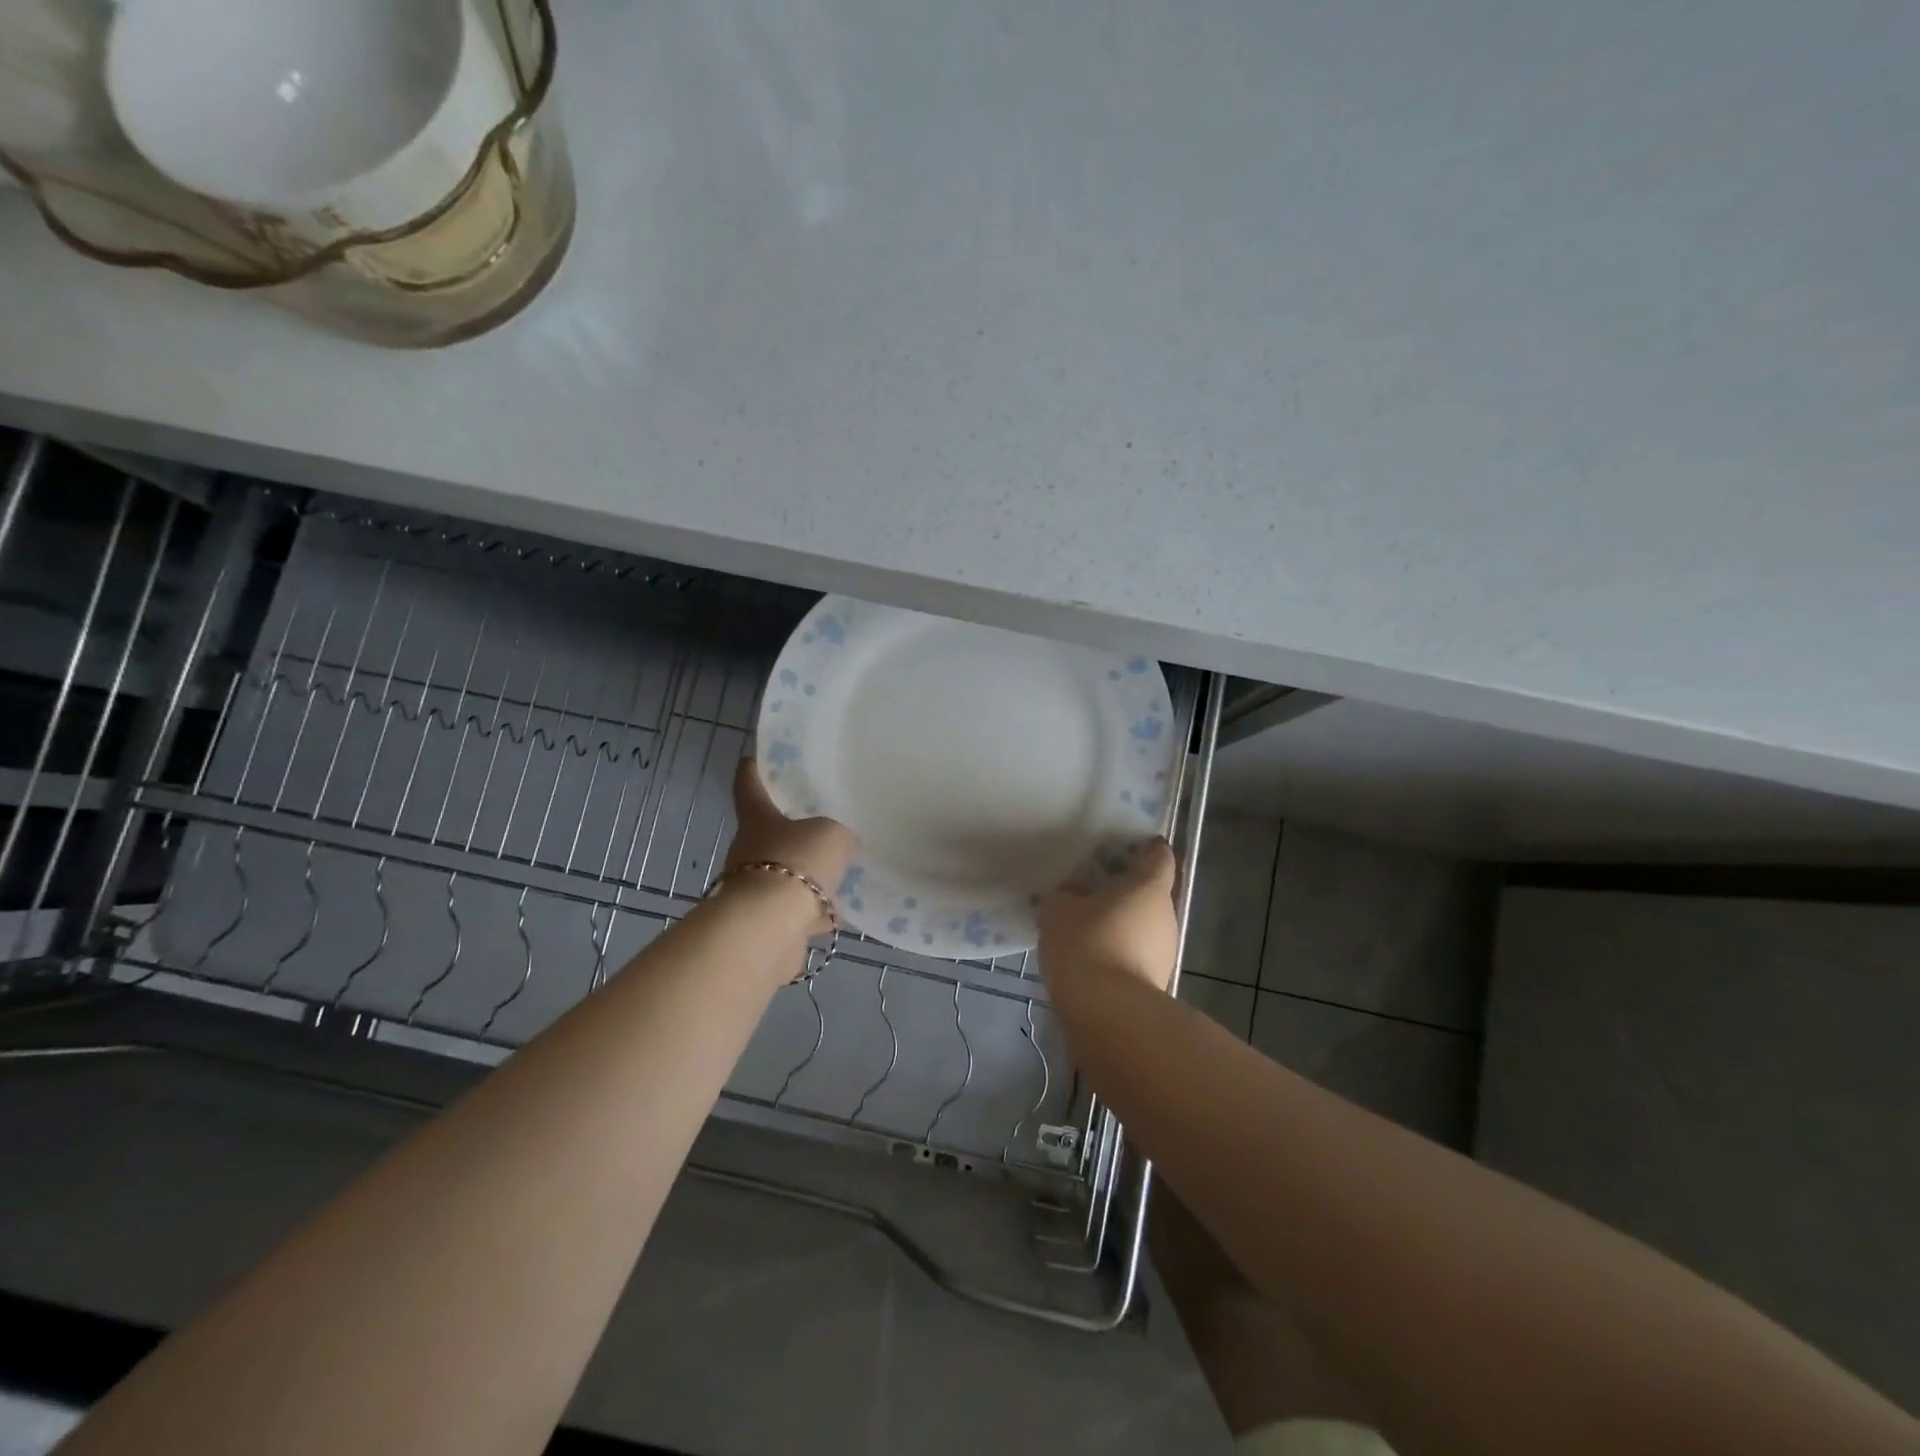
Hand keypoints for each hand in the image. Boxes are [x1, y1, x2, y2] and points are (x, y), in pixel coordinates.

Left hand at [724, 756, 855, 934]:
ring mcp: (754, 889)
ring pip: (783, 875)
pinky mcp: (765, 923)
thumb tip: (838, 843)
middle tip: (821, 826)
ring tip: (837, 874)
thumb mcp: (831, 835)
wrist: (769, 927)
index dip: (750, 772)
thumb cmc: (796, 863)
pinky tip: (838, 914)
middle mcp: (748, 851)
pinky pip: (794, 911)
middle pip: (769, 834)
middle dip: (792, 832)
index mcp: (758, 820)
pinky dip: (812, 913)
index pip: (749, 787)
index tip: (749, 760)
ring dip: (805, 877)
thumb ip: (837, 834)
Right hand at [1038, 838, 1179, 994]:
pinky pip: (1138, 953)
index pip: (1158, 855)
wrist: (1108, 1012)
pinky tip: (1093, 958)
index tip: (1124, 848)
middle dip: (1125, 890)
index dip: (1145, 849)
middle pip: (1150, 892)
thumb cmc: (1086, 943)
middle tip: (1092, 889)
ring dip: (1122, 923)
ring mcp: (1166, 950)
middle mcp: (1166, 914)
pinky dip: (1120, 950)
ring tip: (1088, 927)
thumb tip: (1071, 894)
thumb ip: (1065, 895)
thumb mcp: (1059, 909)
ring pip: (1144, 925)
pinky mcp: (1157, 981)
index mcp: (1148, 886)